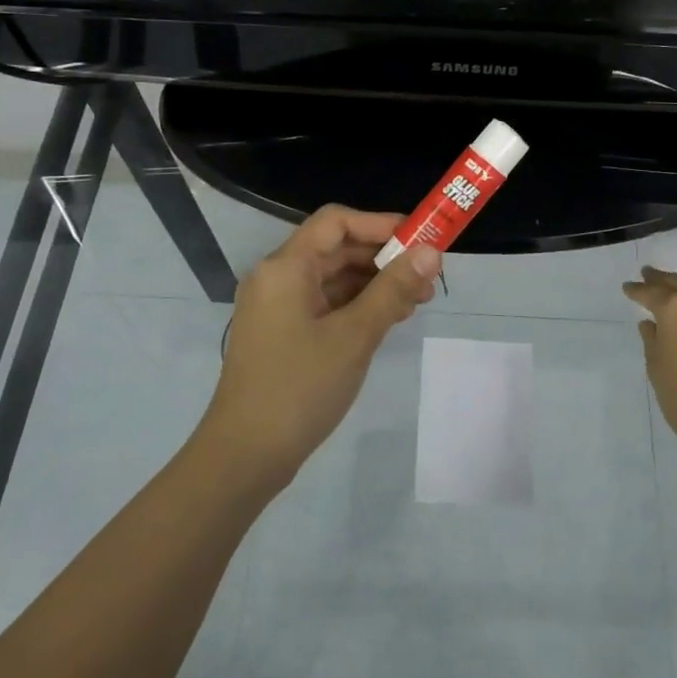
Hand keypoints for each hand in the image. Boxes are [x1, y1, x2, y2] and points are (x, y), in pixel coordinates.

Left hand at [199, 205, 441, 487]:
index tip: (421, 238)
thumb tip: (431, 252)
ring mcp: (278, 306)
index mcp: (285, 267)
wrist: (245, 455)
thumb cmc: (300, 387)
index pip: (336, 221)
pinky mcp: (283, 332)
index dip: (380, 223)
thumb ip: (393, 289)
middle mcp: (277, 277)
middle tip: (428, 276)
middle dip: (384, 257)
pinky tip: (389, 319)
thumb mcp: (355, 335)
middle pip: (336, 248)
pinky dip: (357, 305)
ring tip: (417, 301)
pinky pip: (325, 303)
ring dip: (375, 283)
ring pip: (333, 278)